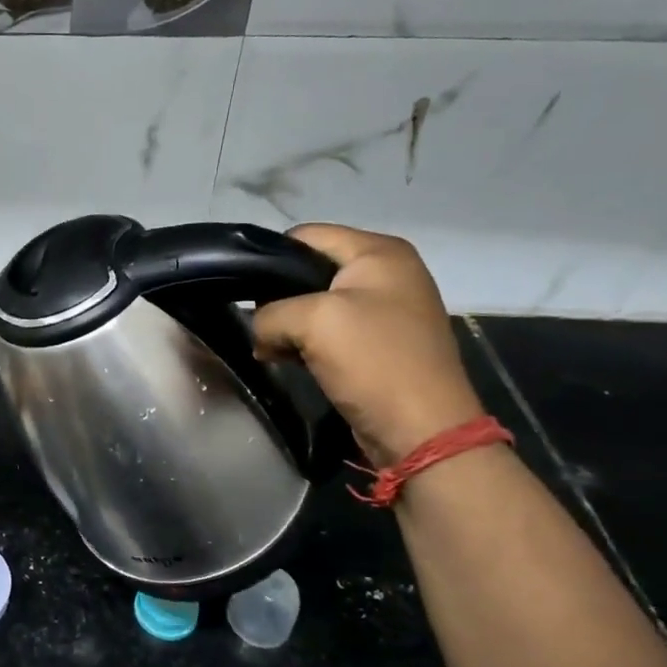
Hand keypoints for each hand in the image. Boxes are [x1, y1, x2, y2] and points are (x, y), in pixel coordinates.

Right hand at [252, 225, 484, 464]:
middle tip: (259, 325)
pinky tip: (291, 361)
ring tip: (271, 348)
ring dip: (290, 326)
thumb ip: (269, 314)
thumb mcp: (311, 322)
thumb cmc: (373, 361)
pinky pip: (331, 332)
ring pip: (316, 304)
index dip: (270, 257)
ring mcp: (386, 310)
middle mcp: (387, 273)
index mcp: (380, 252)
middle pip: (310, 269)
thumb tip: (260, 333)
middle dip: (279, 297)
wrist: (422, 431)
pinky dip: (306, 344)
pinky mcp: (380, 344)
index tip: (243, 289)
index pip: (307, 235)